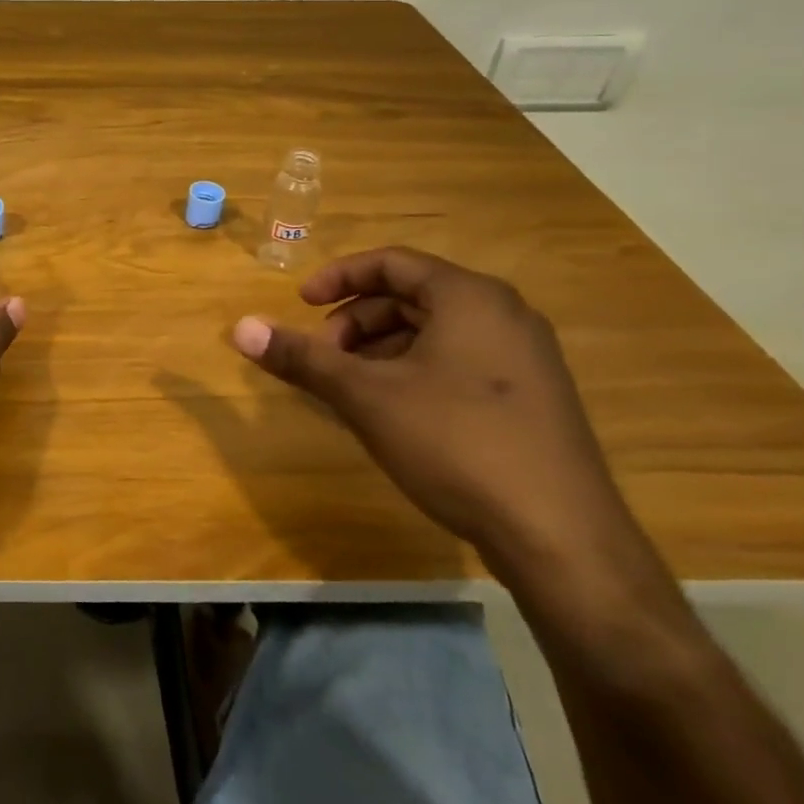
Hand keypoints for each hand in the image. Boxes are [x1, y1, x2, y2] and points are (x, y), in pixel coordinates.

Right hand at [229, 246, 638, 574]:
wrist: (563, 540)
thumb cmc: (456, 444)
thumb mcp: (366, 396)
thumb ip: (302, 357)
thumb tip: (240, 327)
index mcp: (469, 297)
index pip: (390, 262)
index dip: (337, 278)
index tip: (300, 304)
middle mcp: (504, 315)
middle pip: (410, 297)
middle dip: (355, 322)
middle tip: (323, 358)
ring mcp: (525, 359)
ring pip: (434, 333)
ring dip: (381, 350)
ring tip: (351, 390)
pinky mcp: (533, 399)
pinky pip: (458, 362)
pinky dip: (413, 372)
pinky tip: (392, 413)